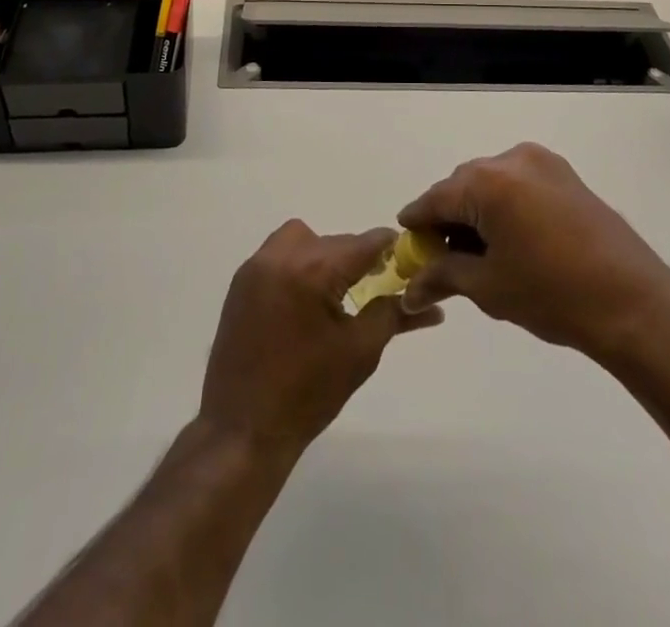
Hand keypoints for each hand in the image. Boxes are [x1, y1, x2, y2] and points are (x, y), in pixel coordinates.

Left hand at [198, 221, 442, 457]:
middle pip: (335, 241)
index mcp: (314, 270)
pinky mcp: (241, 281)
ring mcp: (256, 266)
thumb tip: (428, 301)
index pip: (364, 243)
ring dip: (324, 255)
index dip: (390, 249)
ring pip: (303, 239)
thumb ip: (392, 314)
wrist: (242, 430)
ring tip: (334, 293)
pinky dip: (298, 265)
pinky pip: (278, 254)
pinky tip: (306, 301)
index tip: (407, 260)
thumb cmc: (307, 394)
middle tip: (373, 288)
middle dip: (357, 260)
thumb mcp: (359, 352)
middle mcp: (282, 255)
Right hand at [399, 143, 669, 361]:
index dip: (417, 223)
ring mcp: (543, 163)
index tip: (406, 245)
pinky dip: (505, 205)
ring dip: (477, 210)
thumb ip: (442, 275)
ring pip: (491, 182)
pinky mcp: (565, 175)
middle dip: (448, 218)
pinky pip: (519, 183)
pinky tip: (510, 239)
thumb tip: (408, 289)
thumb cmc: (553, 295)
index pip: (436, 198)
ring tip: (479, 253)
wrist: (633, 303)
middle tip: (443, 258)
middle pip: (463, 185)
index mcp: (488, 182)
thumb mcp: (488, 287)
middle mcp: (512, 160)